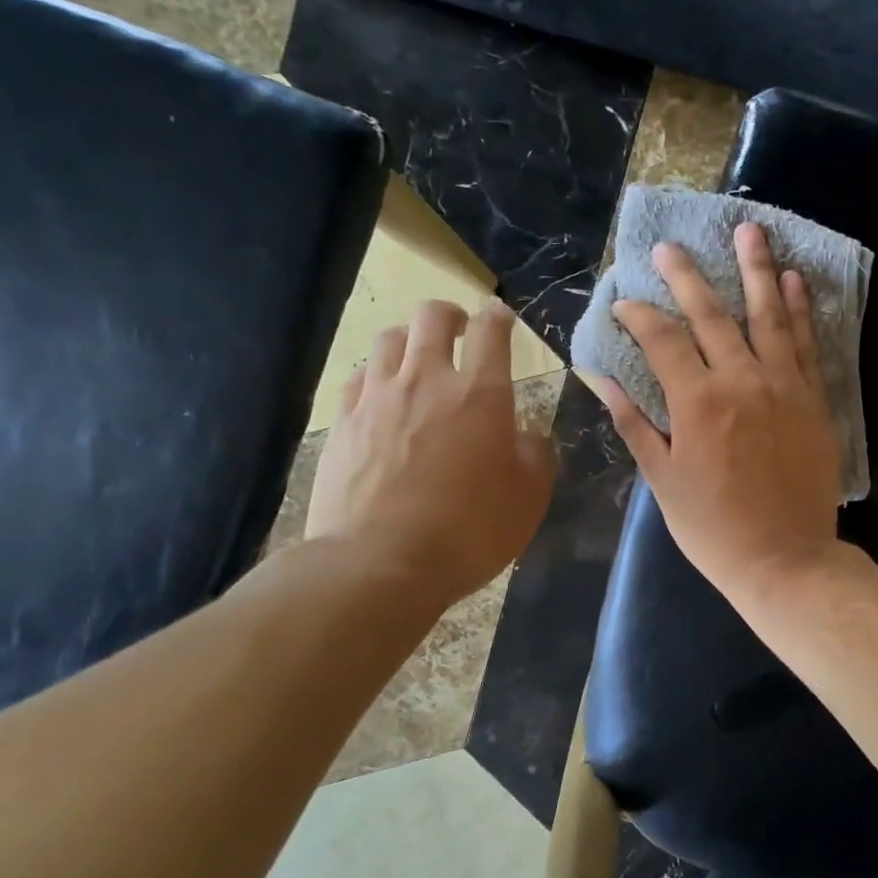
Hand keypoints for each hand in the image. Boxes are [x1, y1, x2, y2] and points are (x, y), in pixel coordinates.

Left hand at [305, 299, 554, 609]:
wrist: (379, 562)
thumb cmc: (468, 531)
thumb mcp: (528, 499)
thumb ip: (535, 456)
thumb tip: (526, 436)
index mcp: (481, 394)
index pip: (491, 332)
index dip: (499, 318)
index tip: (502, 319)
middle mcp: (427, 381)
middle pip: (432, 317)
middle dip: (450, 315)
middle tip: (459, 331)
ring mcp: (378, 397)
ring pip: (389, 338)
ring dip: (409, 340)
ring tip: (417, 360)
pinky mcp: (342, 421)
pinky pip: (359, 377)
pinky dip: (376, 374)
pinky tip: (381, 395)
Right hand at [598, 222, 841, 606]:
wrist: (785, 560)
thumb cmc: (713, 528)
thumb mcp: (662, 480)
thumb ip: (634, 424)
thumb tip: (602, 379)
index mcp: (697, 401)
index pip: (661, 339)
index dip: (639, 315)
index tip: (623, 302)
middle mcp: (741, 380)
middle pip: (712, 314)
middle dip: (687, 276)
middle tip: (671, 246)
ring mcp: (784, 386)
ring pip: (768, 316)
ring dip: (756, 270)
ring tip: (750, 231)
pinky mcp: (814, 399)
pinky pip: (808, 344)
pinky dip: (801, 310)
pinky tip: (795, 280)